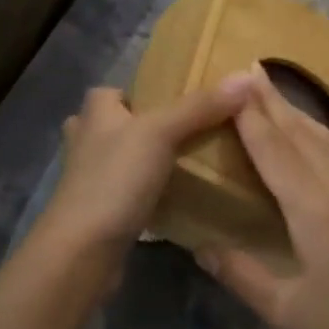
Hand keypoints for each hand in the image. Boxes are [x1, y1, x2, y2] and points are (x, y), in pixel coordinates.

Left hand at [31, 78, 250, 262]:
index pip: (113, 91)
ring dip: (146, 160)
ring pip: (123, 159)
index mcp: (94, 114)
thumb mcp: (160, 133)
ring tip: (189, 162)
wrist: (83, 251)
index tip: (177, 100)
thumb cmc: (115, 179)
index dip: (141, 92)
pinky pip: (128, 192)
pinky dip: (147, 192)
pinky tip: (176, 196)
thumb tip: (245, 77)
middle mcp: (86, 142)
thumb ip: (199, 107)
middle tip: (190, 132)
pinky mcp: (100, 211)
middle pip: (118, 125)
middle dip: (147, 127)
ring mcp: (90, 180)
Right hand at [195, 69, 328, 328]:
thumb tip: (201, 246)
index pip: (275, 153)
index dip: (251, 120)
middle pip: (303, 137)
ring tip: (281, 99)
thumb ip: (243, 275)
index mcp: (314, 211)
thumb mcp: (288, 313)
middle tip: (252, 72)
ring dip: (305, 119)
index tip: (233, 86)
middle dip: (274, 104)